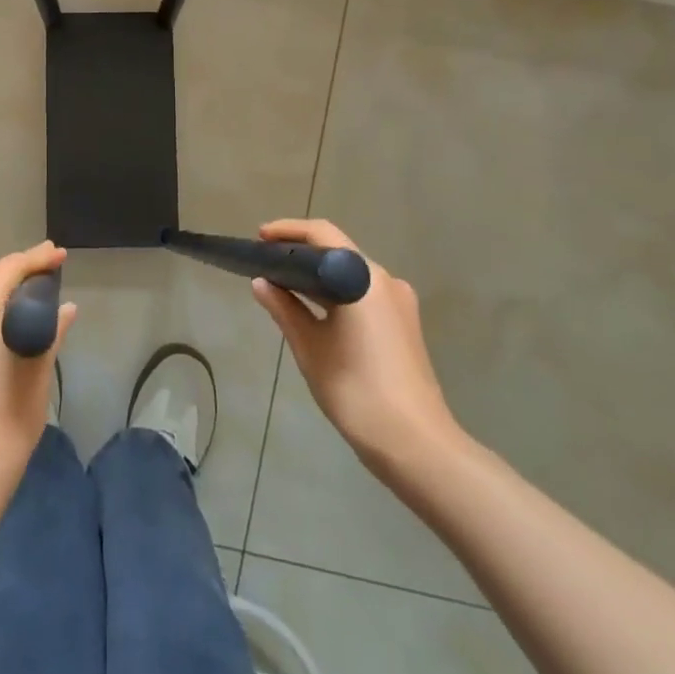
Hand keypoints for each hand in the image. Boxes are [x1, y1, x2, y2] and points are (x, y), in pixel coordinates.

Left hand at [0, 242, 74, 492]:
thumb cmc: (7, 418)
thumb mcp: (37, 370)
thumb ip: (50, 330)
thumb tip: (66, 309)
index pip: (9, 269)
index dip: (37, 258)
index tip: (62, 254)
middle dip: (22, 270)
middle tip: (53, 265)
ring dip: (7, 290)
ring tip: (39, 290)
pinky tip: (14, 318)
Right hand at [252, 220, 464, 485]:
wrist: (415, 443)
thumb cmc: (355, 389)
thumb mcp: (310, 347)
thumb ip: (284, 309)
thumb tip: (260, 283)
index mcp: (363, 278)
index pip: (323, 234)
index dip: (289, 230)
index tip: (260, 238)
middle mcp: (385, 281)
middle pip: (339, 251)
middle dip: (301, 252)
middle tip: (265, 261)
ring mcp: (399, 304)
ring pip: (351, 275)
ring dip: (318, 275)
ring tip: (282, 284)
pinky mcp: (404, 325)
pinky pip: (363, 295)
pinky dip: (336, 293)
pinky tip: (312, 310)